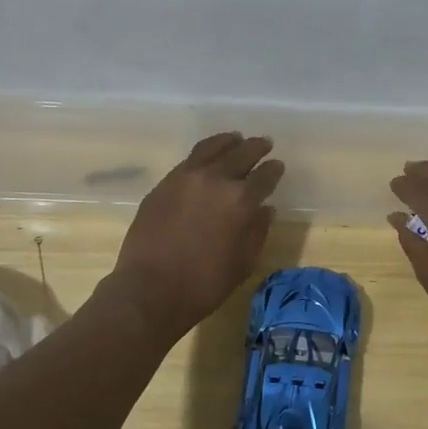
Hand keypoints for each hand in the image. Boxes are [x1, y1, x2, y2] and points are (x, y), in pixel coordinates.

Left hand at [108, 133, 284, 339]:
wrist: (150, 289)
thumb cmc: (204, 283)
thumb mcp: (243, 263)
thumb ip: (257, 231)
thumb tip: (266, 209)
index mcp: (241, 200)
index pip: (264, 176)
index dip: (273, 170)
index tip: (277, 166)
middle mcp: (215, 180)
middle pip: (241, 154)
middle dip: (256, 148)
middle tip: (264, 143)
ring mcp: (186, 178)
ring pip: (212, 148)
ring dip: (228, 142)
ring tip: (235, 139)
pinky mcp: (164, 183)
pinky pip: (189, 159)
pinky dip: (204, 152)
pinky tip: (207, 157)